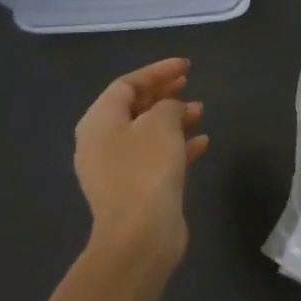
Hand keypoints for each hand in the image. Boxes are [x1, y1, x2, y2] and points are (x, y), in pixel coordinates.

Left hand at [74, 58, 208, 274]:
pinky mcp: (136, 189)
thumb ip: (168, 105)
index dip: (157, 72)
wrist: (141, 234)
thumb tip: (172, 108)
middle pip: (133, 108)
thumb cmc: (146, 169)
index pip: (126, 85)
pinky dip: (178, 146)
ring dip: (174, 119)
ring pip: (147, 133)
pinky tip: (202, 143)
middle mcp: (101, 143)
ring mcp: (117, 169)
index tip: (187, 66)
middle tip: (189, 83)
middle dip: (163, 94)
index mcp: (98, 122)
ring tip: (201, 112)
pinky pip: (157, 157)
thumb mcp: (161, 123)